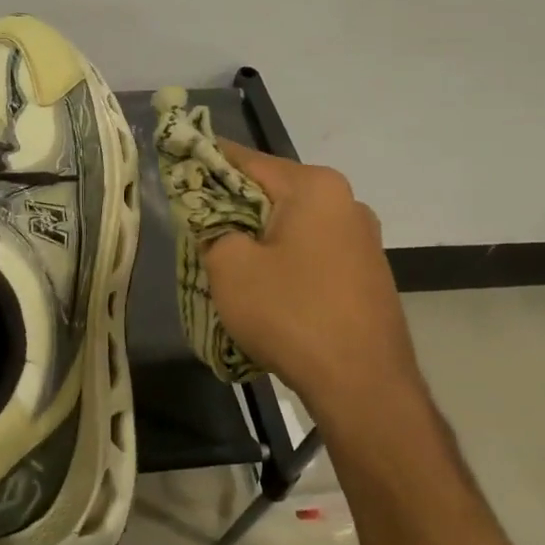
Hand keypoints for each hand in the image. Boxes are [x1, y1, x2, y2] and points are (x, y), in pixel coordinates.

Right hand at [201, 142, 424, 426]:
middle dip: (232, 205)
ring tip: (230, 262)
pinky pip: (313, 250)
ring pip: (292, 223)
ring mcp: (363, 238)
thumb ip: (212, 227)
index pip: (245, 159)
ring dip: (259, 235)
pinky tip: (268, 287)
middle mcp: (346, 201)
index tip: (176, 170)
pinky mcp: (368, 271)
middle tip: (197, 227)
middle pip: (272, 191)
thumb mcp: (230, 267)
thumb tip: (214, 219)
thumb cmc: (290, 313)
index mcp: (313, 186)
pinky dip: (285, 258)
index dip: (205, 163)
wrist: (364, 385)